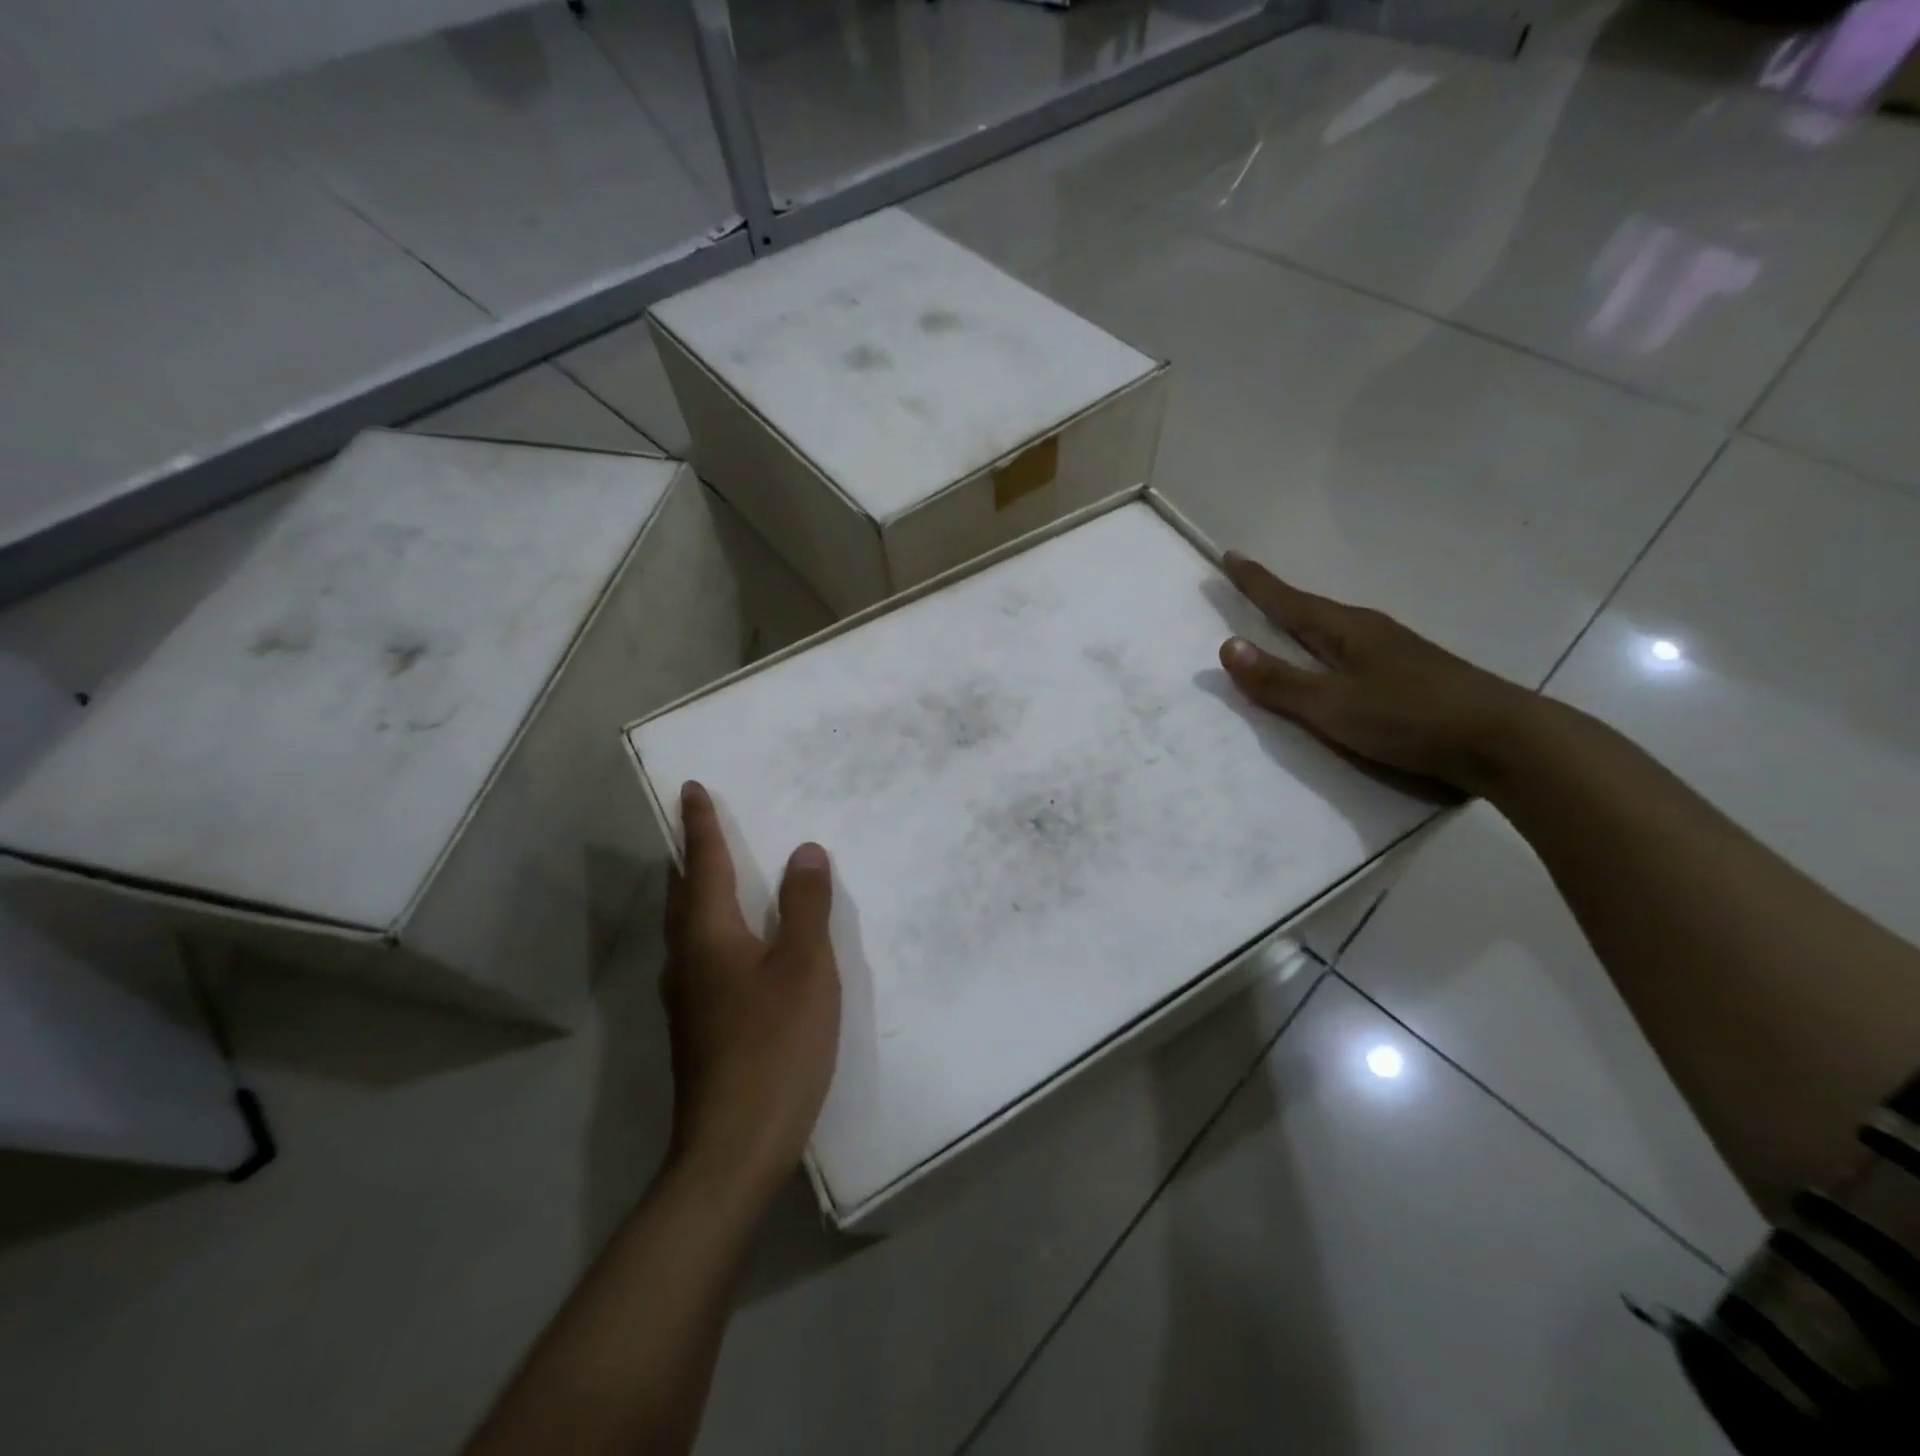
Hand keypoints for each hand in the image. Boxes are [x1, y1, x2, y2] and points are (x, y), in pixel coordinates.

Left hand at [662, 781, 840, 1208]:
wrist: (733, 1148)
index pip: (703, 864)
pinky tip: (735, 948)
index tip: (691, 788)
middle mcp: (688, 961)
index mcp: (709, 936)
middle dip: (692, 857)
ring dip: (699, 893)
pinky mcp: (699, 1029)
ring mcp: (688, 1000)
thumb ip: (805, 906)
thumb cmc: (774, 1046)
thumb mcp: (804, 968)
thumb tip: (804, 851)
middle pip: (684, 895)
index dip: (700, 824)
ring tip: (719, 876)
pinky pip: (701, 957)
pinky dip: (714, 930)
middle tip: (703, 827)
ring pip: (688, 929)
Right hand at [1215, 553, 1535, 796]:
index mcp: (1349, 631)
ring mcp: (1396, 654)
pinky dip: (1327, 651)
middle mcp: (1371, 633)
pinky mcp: (1412, 678)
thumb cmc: (1410, 718)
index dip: (1257, 583)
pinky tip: (1333, 665)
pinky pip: (1353, 654)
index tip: (1230, 556)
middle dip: (1277, 600)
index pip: (1290, 601)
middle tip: (1247, 586)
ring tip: (1282, 623)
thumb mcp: (1333, 706)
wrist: (1507, 742)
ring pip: (1336, 632)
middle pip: (1312, 611)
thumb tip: (1227, 646)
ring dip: (1304, 624)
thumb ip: (1280, 681)